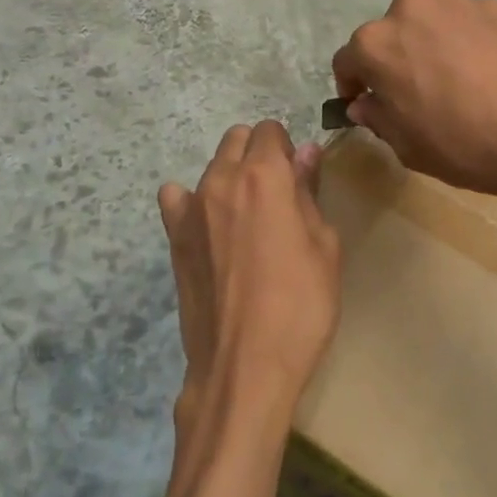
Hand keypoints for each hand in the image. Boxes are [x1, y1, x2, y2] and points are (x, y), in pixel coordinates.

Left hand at [158, 121, 340, 434]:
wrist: (244, 366)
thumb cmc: (301, 305)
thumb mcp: (323, 246)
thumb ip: (309, 191)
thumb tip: (306, 152)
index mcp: (264, 175)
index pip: (270, 131)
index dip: (288, 148)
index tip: (299, 178)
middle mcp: (221, 179)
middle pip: (237, 140)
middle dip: (258, 153)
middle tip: (278, 196)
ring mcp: (190, 207)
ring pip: (211, 167)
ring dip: (230, 176)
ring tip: (247, 218)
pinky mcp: (173, 237)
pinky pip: (178, 199)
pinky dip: (193, 202)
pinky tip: (210, 229)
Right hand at [332, 0, 496, 202]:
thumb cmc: (462, 144)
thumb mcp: (406, 145)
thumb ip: (376, 116)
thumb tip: (366, 102)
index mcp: (376, 43)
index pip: (348, 61)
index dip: (352, 85)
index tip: (364, 103)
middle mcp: (409, 9)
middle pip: (390, 33)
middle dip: (395, 59)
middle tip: (415, 90)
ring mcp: (456, 2)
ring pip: (430, 23)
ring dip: (431, 45)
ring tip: (456, 79)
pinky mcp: (495, 5)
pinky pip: (467, 23)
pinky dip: (468, 41)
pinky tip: (488, 72)